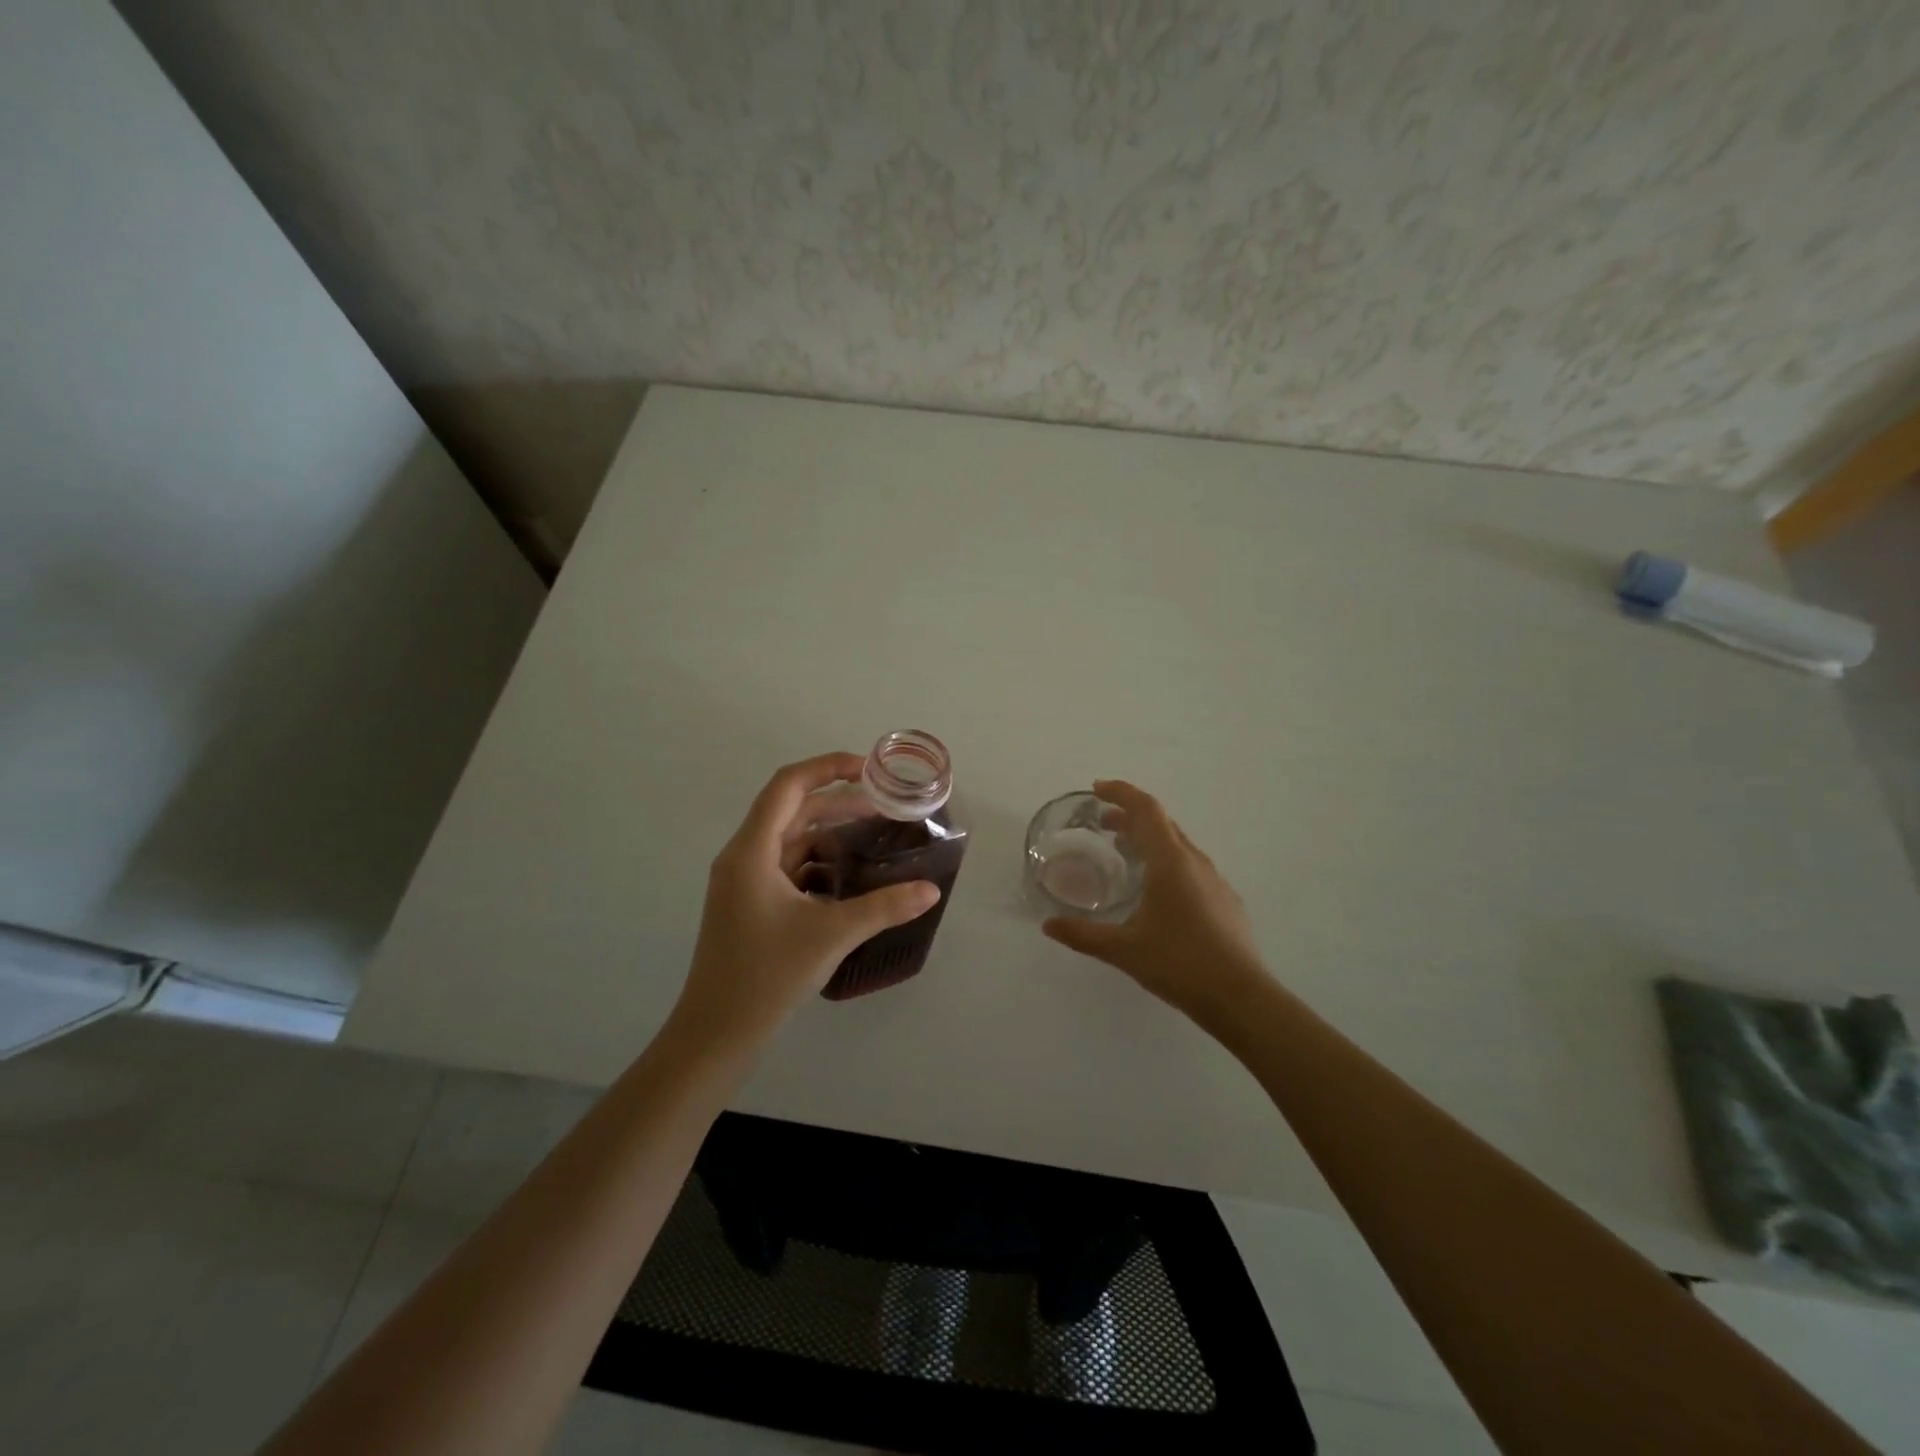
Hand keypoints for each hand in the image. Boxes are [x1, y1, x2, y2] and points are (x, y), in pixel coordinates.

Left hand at [670, 753, 940, 1052]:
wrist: (715, 1035)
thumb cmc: (766, 976)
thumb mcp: (832, 935)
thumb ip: (884, 907)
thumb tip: (931, 889)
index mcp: (751, 851)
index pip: (788, 785)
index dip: (828, 767)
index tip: (868, 769)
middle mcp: (742, 857)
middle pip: (791, 810)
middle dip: (837, 802)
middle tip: (883, 806)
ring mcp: (743, 883)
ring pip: (790, 841)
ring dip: (828, 834)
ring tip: (871, 838)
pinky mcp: (749, 906)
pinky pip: (786, 868)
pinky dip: (818, 864)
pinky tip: (848, 880)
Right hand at [1042, 780, 1270, 1020]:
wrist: (1241, 998)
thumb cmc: (1179, 963)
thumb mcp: (1123, 949)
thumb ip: (1083, 935)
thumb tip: (1048, 926)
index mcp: (1170, 861)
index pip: (1146, 809)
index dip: (1121, 792)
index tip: (1096, 789)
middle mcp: (1195, 862)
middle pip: (1162, 823)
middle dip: (1131, 815)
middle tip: (1102, 823)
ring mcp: (1214, 881)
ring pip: (1178, 845)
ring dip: (1149, 839)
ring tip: (1124, 852)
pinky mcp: (1225, 901)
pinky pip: (1190, 867)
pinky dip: (1166, 862)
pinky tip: (1156, 892)